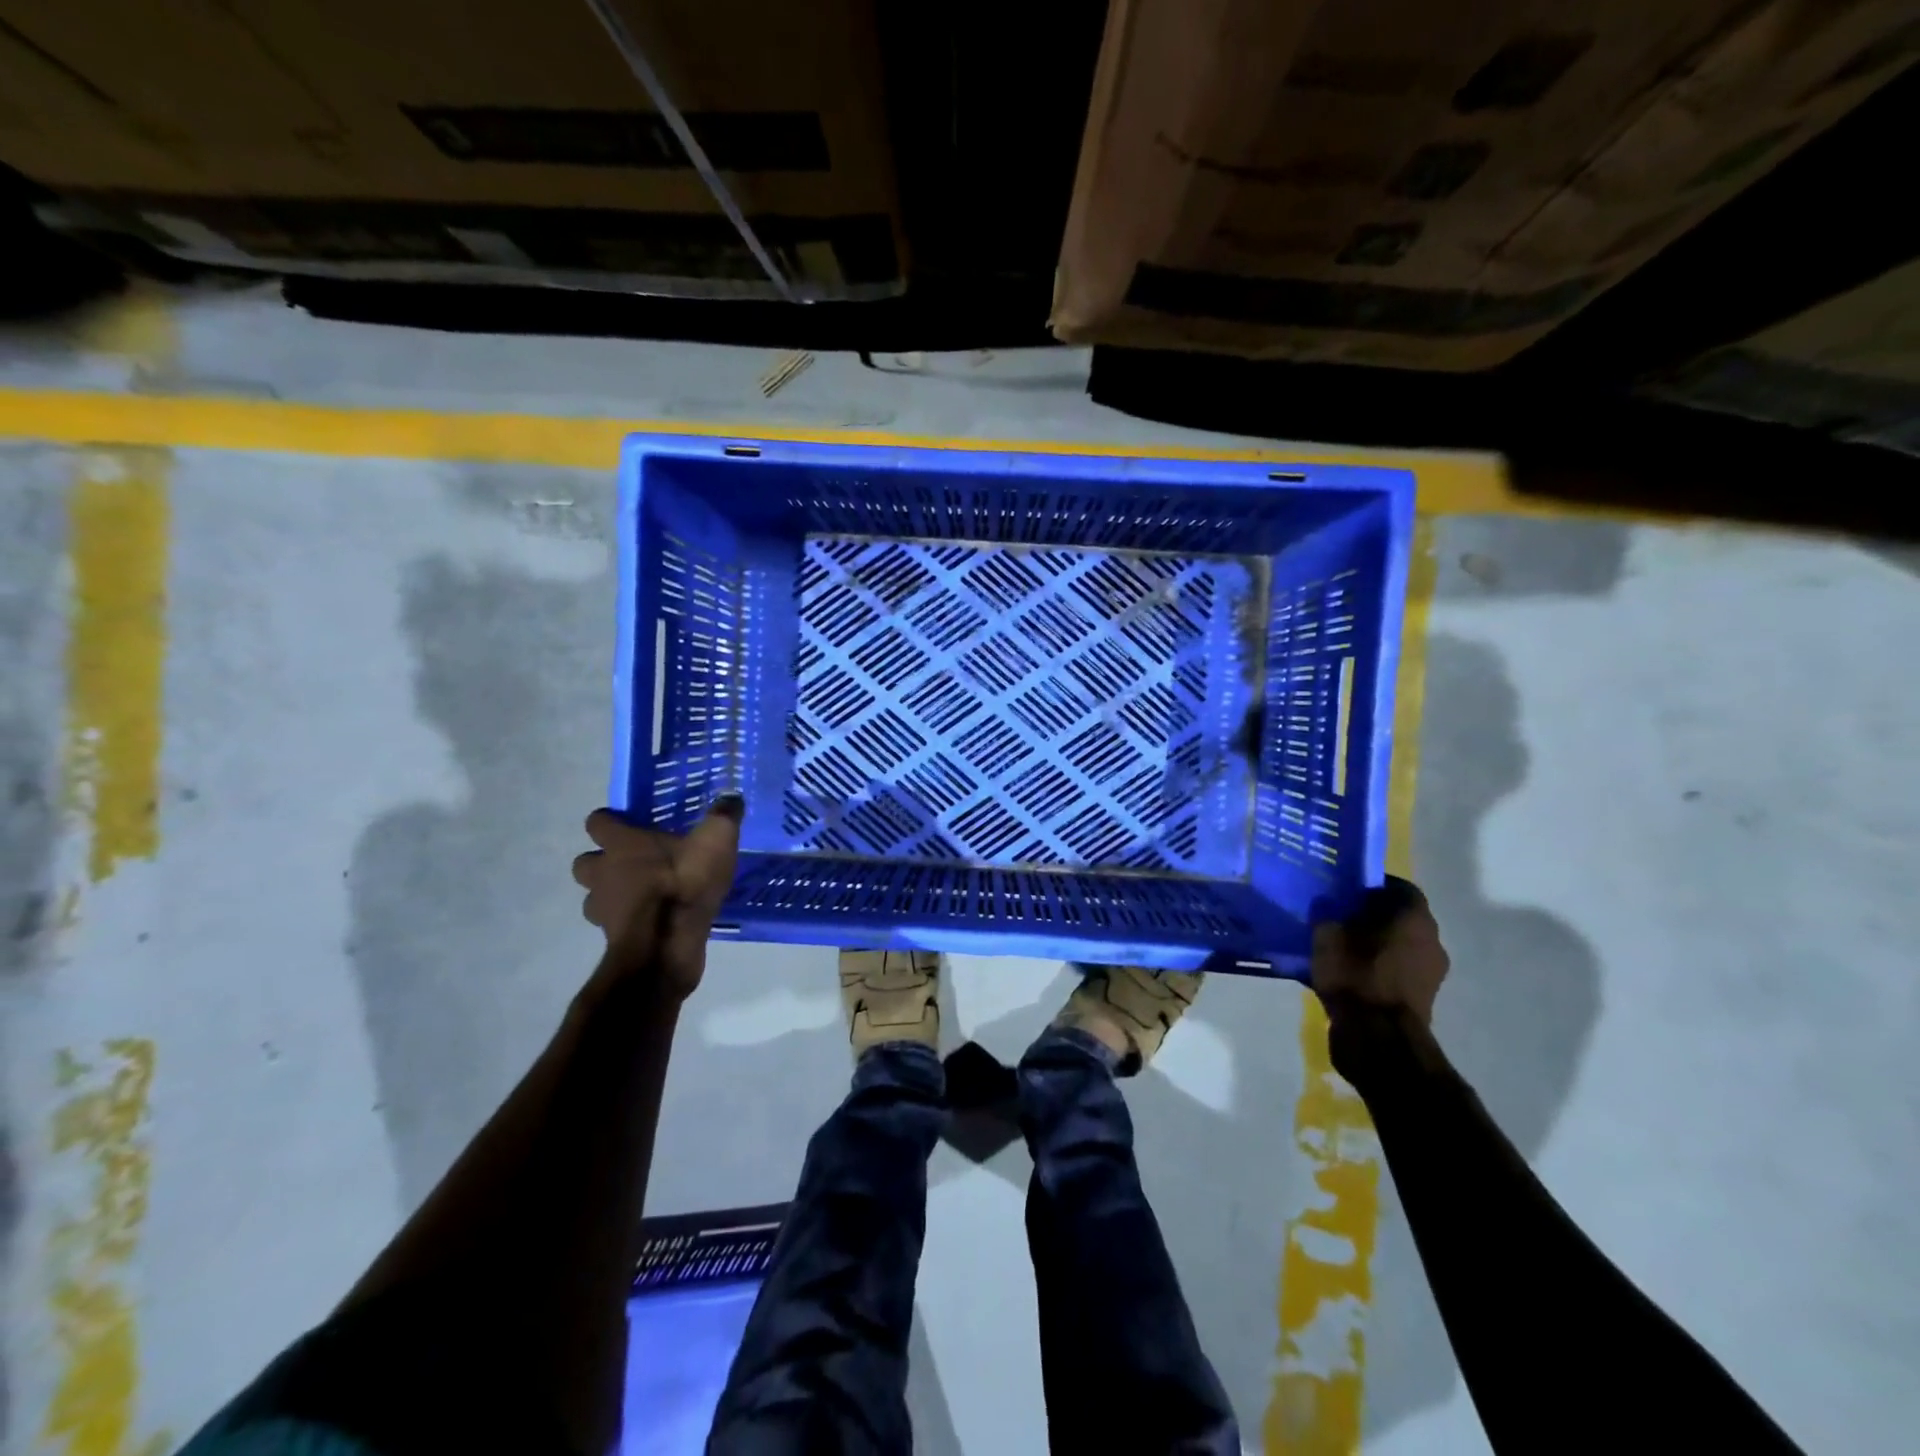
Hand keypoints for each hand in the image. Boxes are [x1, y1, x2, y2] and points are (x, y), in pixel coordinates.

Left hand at [571, 794, 742, 1000]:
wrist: (667, 946)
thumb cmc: (685, 883)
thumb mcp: (715, 841)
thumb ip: (723, 816)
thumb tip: (732, 796)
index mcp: (622, 844)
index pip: (597, 822)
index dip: (610, 821)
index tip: (629, 823)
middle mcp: (603, 873)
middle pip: (585, 862)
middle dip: (602, 861)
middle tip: (633, 862)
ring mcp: (604, 909)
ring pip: (594, 897)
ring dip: (610, 894)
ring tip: (641, 894)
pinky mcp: (614, 938)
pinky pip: (614, 924)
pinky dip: (628, 921)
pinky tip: (655, 920)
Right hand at [1311, 877, 1448, 1026]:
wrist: (1378, 1038)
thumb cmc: (1356, 975)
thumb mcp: (1327, 935)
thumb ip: (1326, 913)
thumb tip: (1326, 903)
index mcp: (1414, 917)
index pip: (1398, 887)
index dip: (1372, 885)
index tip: (1346, 891)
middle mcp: (1431, 940)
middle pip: (1399, 918)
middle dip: (1370, 917)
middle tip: (1338, 919)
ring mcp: (1431, 973)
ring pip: (1398, 947)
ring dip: (1374, 946)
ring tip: (1340, 951)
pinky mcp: (1422, 1000)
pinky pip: (1395, 973)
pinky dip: (1376, 970)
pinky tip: (1348, 977)